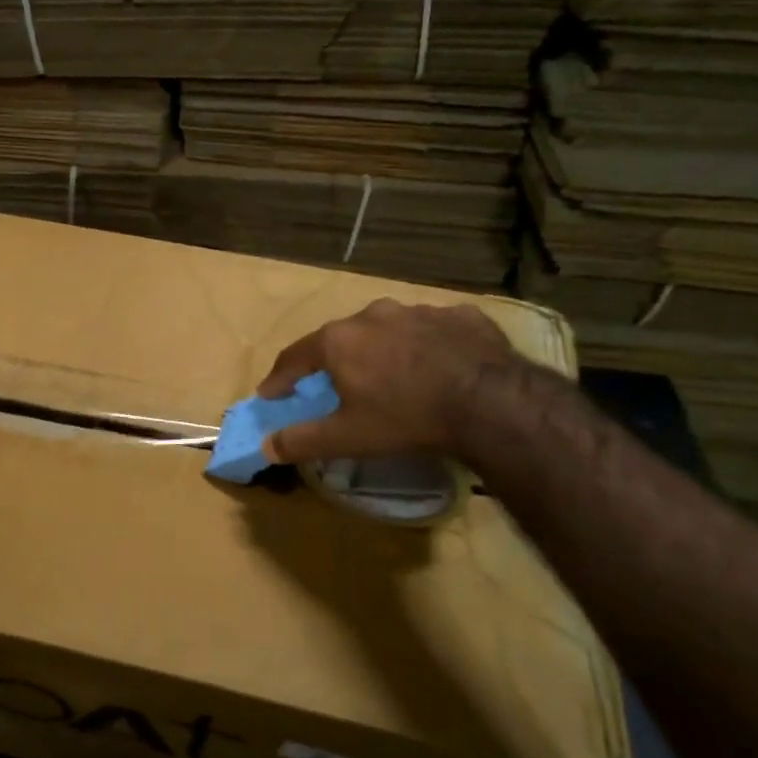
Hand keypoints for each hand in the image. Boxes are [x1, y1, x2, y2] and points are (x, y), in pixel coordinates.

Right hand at [256, 299, 523, 464]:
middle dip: (335, 361)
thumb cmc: (405, 417)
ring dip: (384, 350)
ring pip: (390, 330)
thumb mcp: (346, 437)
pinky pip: (435, 330)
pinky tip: (440, 366)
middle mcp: (373, 315)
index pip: (295, 357)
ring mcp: (419, 311)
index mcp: (339, 340)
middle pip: (342, 338)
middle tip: (336, 385)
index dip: (280, 378)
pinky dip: (428, 346)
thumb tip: (266, 446)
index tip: (271, 394)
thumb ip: (301, 441)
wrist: (490, 402)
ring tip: (393, 375)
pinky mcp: (461, 316)